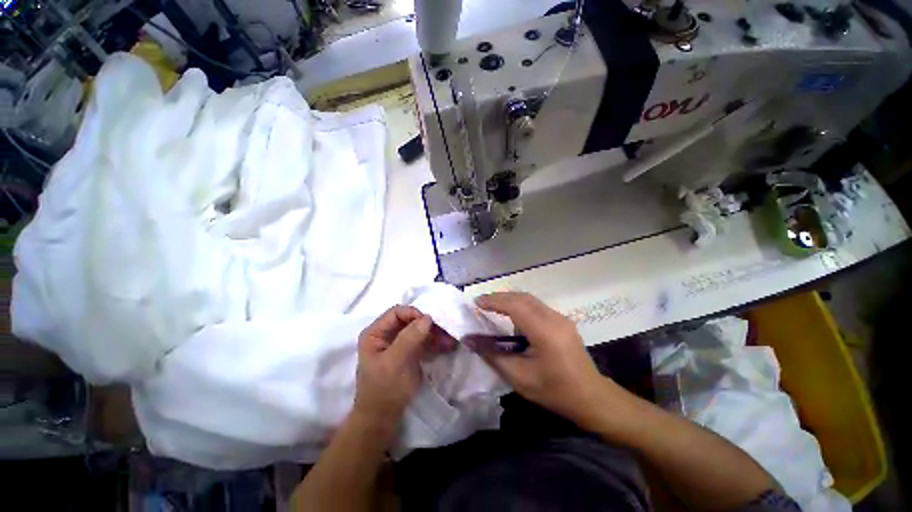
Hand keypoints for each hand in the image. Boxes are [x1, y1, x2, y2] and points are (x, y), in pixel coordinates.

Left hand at [353, 306, 449, 429]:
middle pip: (409, 320)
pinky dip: (433, 342)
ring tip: (449, 341)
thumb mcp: (395, 362)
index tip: (431, 323)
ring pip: (418, 330)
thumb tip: (428, 317)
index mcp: (375, 333)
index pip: (396, 312)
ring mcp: (397, 344)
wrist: (383, 420)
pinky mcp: (408, 354)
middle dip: (427, 325)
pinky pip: (422, 342)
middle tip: (445, 332)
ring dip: (433, 334)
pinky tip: (445, 346)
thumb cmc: (384, 389)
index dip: (414, 314)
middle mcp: (386, 335)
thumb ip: (410, 337)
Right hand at [471, 292, 616, 425]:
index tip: (476, 303)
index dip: (493, 301)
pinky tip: (512, 317)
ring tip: (492, 307)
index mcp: (545, 331)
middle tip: (481, 303)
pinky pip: (537, 306)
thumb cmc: (554, 391)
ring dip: (510, 300)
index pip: (515, 305)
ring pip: (530, 299)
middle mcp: (554, 318)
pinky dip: (520, 306)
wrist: (591, 398)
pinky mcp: (562, 321)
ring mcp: (561, 318)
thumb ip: (492, 355)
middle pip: (522, 297)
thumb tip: (469, 339)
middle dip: (500, 297)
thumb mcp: (519, 377)